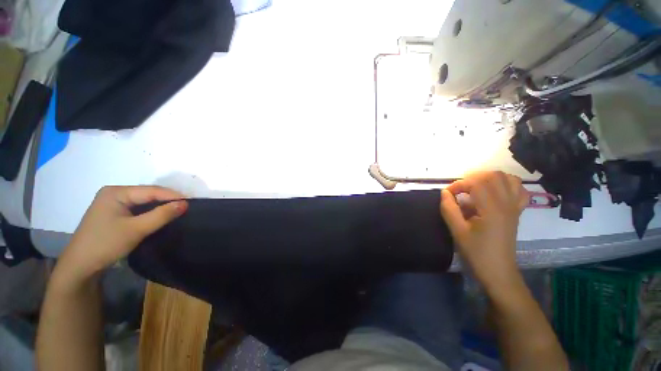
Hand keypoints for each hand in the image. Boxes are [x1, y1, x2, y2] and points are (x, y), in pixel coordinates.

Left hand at [56, 186, 187, 283]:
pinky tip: (161, 215)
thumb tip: (185, 203)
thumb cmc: (105, 244)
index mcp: (116, 192)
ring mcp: (113, 203)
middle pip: (147, 194)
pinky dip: (151, 212)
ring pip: (144, 201)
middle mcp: (114, 193)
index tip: (192, 201)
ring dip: (160, 206)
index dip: (173, 195)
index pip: (151, 190)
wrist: (80, 266)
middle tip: (187, 206)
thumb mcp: (136, 229)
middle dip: (167, 199)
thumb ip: (161, 215)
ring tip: (178, 210)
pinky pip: (138, 208)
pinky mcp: (114, 213)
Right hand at [440, 171, 528, 290]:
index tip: (448, 193)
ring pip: (508, 179)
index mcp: (491, 209)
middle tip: (460, 188)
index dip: (458, 184)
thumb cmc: (476, 252)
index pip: (476, 183)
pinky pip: (519, 190)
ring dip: (489, 178)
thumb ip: (449, 209)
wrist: (498, 271)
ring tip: (475, 186)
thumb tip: (444, 192)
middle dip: (473, 177)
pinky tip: (495, 191)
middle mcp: (506, 204)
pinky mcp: (517, 212)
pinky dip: (507, 184)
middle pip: (494, 176)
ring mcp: (514, 207)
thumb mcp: (457, 231)